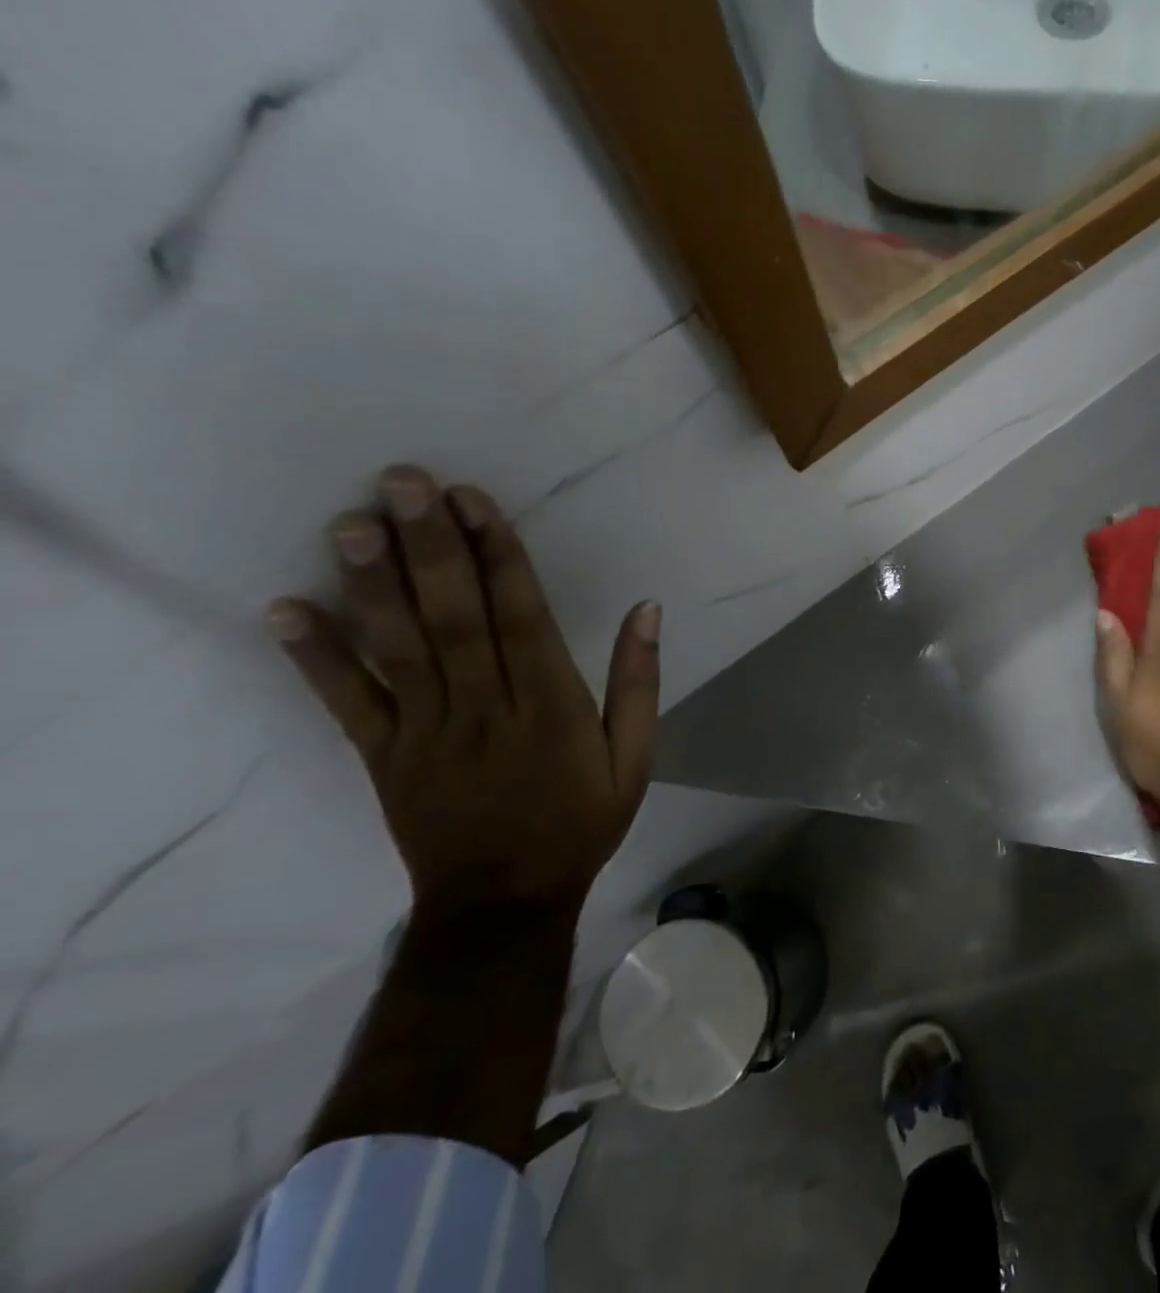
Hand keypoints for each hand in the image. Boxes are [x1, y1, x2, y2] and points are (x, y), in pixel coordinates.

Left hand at [265, 464, 658, 915]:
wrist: (504, 903)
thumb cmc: (580, 822)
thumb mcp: (635, 759)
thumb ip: (639, 683)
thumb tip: (647, 610)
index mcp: (551, 707)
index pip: (523, 617)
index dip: (499, 555)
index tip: (474, 499)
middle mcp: (485, 709)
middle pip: (454, 619)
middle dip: (430, 547)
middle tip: (402, 483)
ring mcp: (426, 733)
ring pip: (399, 650)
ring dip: (374, 585)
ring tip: (351, 523)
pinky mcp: (383, 757)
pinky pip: (347, 705)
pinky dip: (315, 658)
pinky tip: (285, 610)